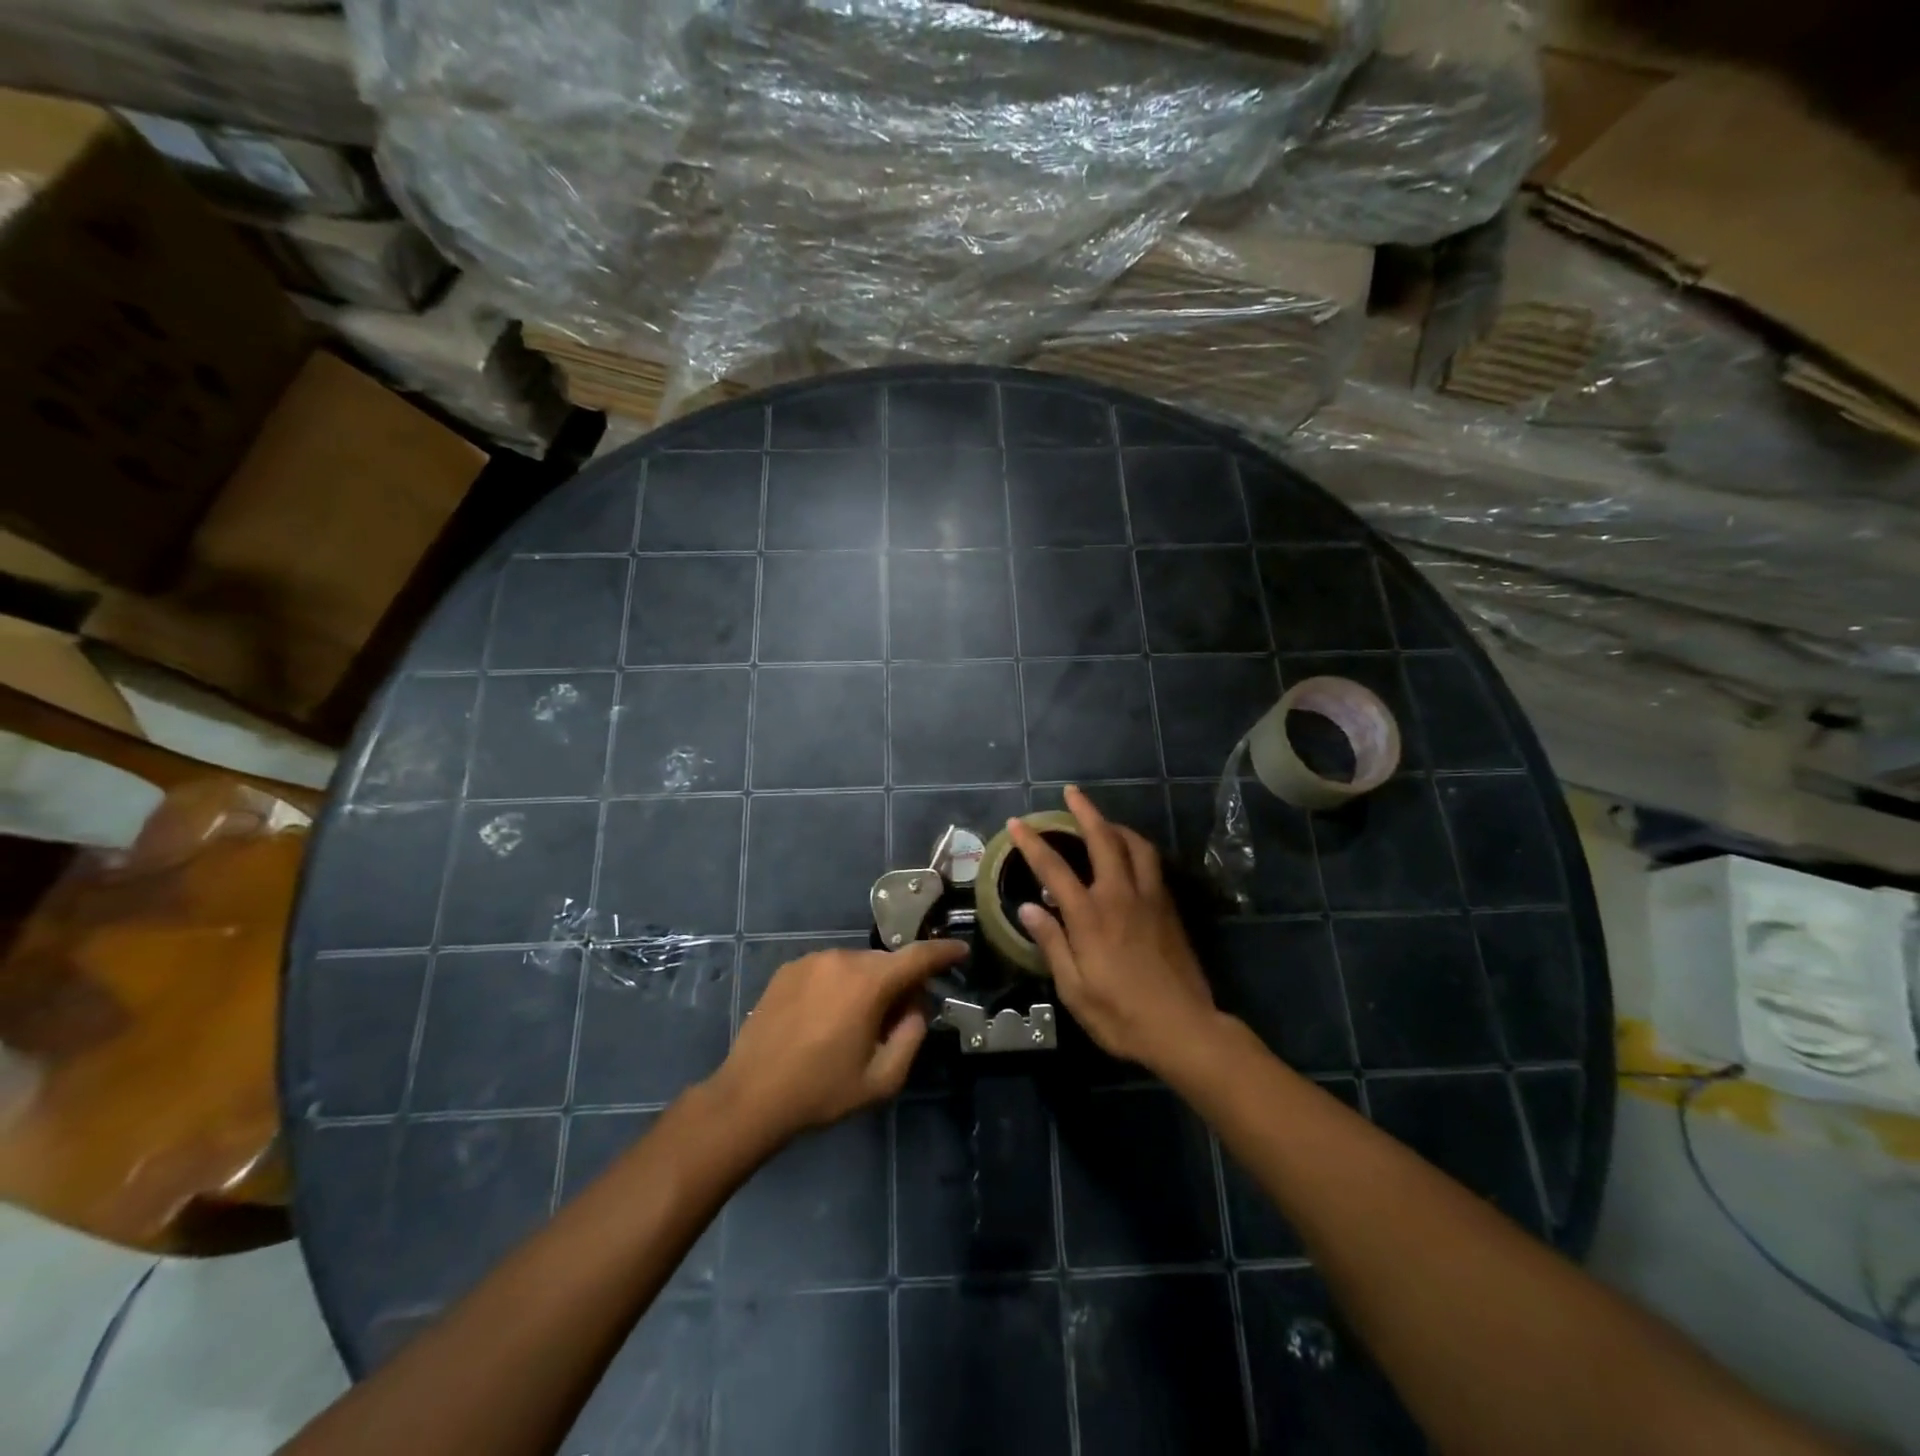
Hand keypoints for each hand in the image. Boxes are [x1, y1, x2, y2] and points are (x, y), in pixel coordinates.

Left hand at [711, 939, 964, 1144]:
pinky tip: (824, 1018)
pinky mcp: (788, 969)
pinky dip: (838, 985)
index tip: (961, 951)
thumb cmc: (821, 1092)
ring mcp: (811, 960)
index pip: (918, 956)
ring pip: (856, 965)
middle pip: (886, 963)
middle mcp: (842, 959)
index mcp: (869, 983)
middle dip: (899, 983)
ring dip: (866, 985)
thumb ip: (912, 1037)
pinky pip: (828, 969)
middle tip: (897, 1019)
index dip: (944, 952)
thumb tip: (916, 1007)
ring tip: (854, 1024)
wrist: (750, 1097)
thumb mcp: (881, 1079)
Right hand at [1007, 787, 1219, 1072]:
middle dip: (1084, 812)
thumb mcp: (1074, 990)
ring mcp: (1150, 899)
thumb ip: (1052, 944)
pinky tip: (1129, 855)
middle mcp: (1120, 896)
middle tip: (1071, 793)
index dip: (1032, 843)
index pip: (1054, 869)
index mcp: (1091, 917)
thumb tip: (1028, 908)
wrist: (1185, 1028)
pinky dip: (1136, 847)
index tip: (1017, 823)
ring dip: (1116, 826)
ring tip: (1102, 821)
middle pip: (1103, 840)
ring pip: (1135, 845)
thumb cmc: (1121, 1015)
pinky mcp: (1169, 909)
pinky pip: (1152, 863)